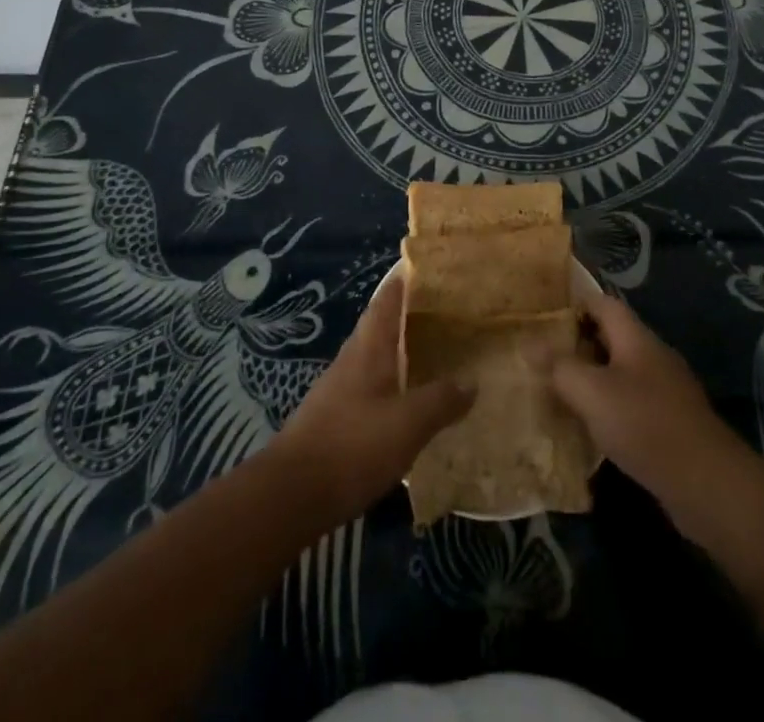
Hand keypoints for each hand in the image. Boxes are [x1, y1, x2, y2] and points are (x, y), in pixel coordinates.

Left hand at [268, 277, 473, 525]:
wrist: (291, 495)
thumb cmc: (352, 446)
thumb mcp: (408, 423)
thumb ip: (441, 400)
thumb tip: (472, 381)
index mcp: (369, 348)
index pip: (387, 300)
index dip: (405, 281)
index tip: (430, 268)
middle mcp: (352, 359)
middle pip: (381, 326)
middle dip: (409, 317)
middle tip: (445, 313)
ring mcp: (339, 389)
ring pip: (376, 357)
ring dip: (401, 352)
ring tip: (434, 353)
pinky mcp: (334, 419)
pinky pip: (370, 388)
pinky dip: (392, 384)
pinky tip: (408, 402)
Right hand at [541, 293, 748, 513]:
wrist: (707, 484)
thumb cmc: (644, 425)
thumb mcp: (592, 392)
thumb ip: (560, 367)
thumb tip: (530, 344)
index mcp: (636, 338)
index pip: (603, 303)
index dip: (575, 302)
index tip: (544, 315)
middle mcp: (653, 356)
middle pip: (612, 336)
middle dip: (578, 342)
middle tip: (543, 355)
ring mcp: (666, 390)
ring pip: (621, 371)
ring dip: (592, 377)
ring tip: (559, 390)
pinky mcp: (671, 422)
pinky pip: (632, 401)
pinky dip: (609, 406)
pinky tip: (591, 427)